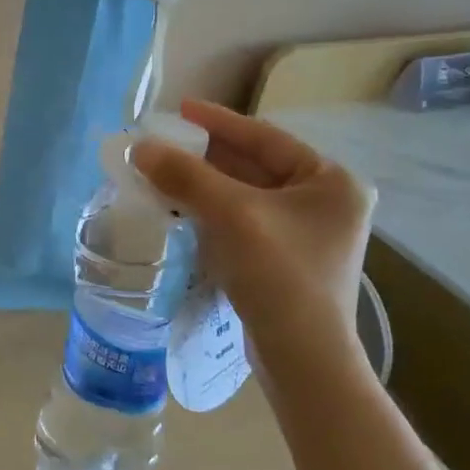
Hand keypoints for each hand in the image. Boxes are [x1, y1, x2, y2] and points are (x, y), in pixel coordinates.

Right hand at [134, 100, 375, 382]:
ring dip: (203, 184)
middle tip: (163, 143)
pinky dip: (210, 211)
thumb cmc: (280, 276)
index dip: (219, 122)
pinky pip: (242, 221)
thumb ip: (186, 175)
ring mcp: (306, 234)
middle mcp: (325, 202)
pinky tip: (179, 207)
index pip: (266, 138)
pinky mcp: (286, 260)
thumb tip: (139, 146)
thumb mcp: (232, 216)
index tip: (180, 108)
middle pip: (254, 165)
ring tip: (161, 172)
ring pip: (244, 195)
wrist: (303, 360)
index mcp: (330, 181)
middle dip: (205, 156)